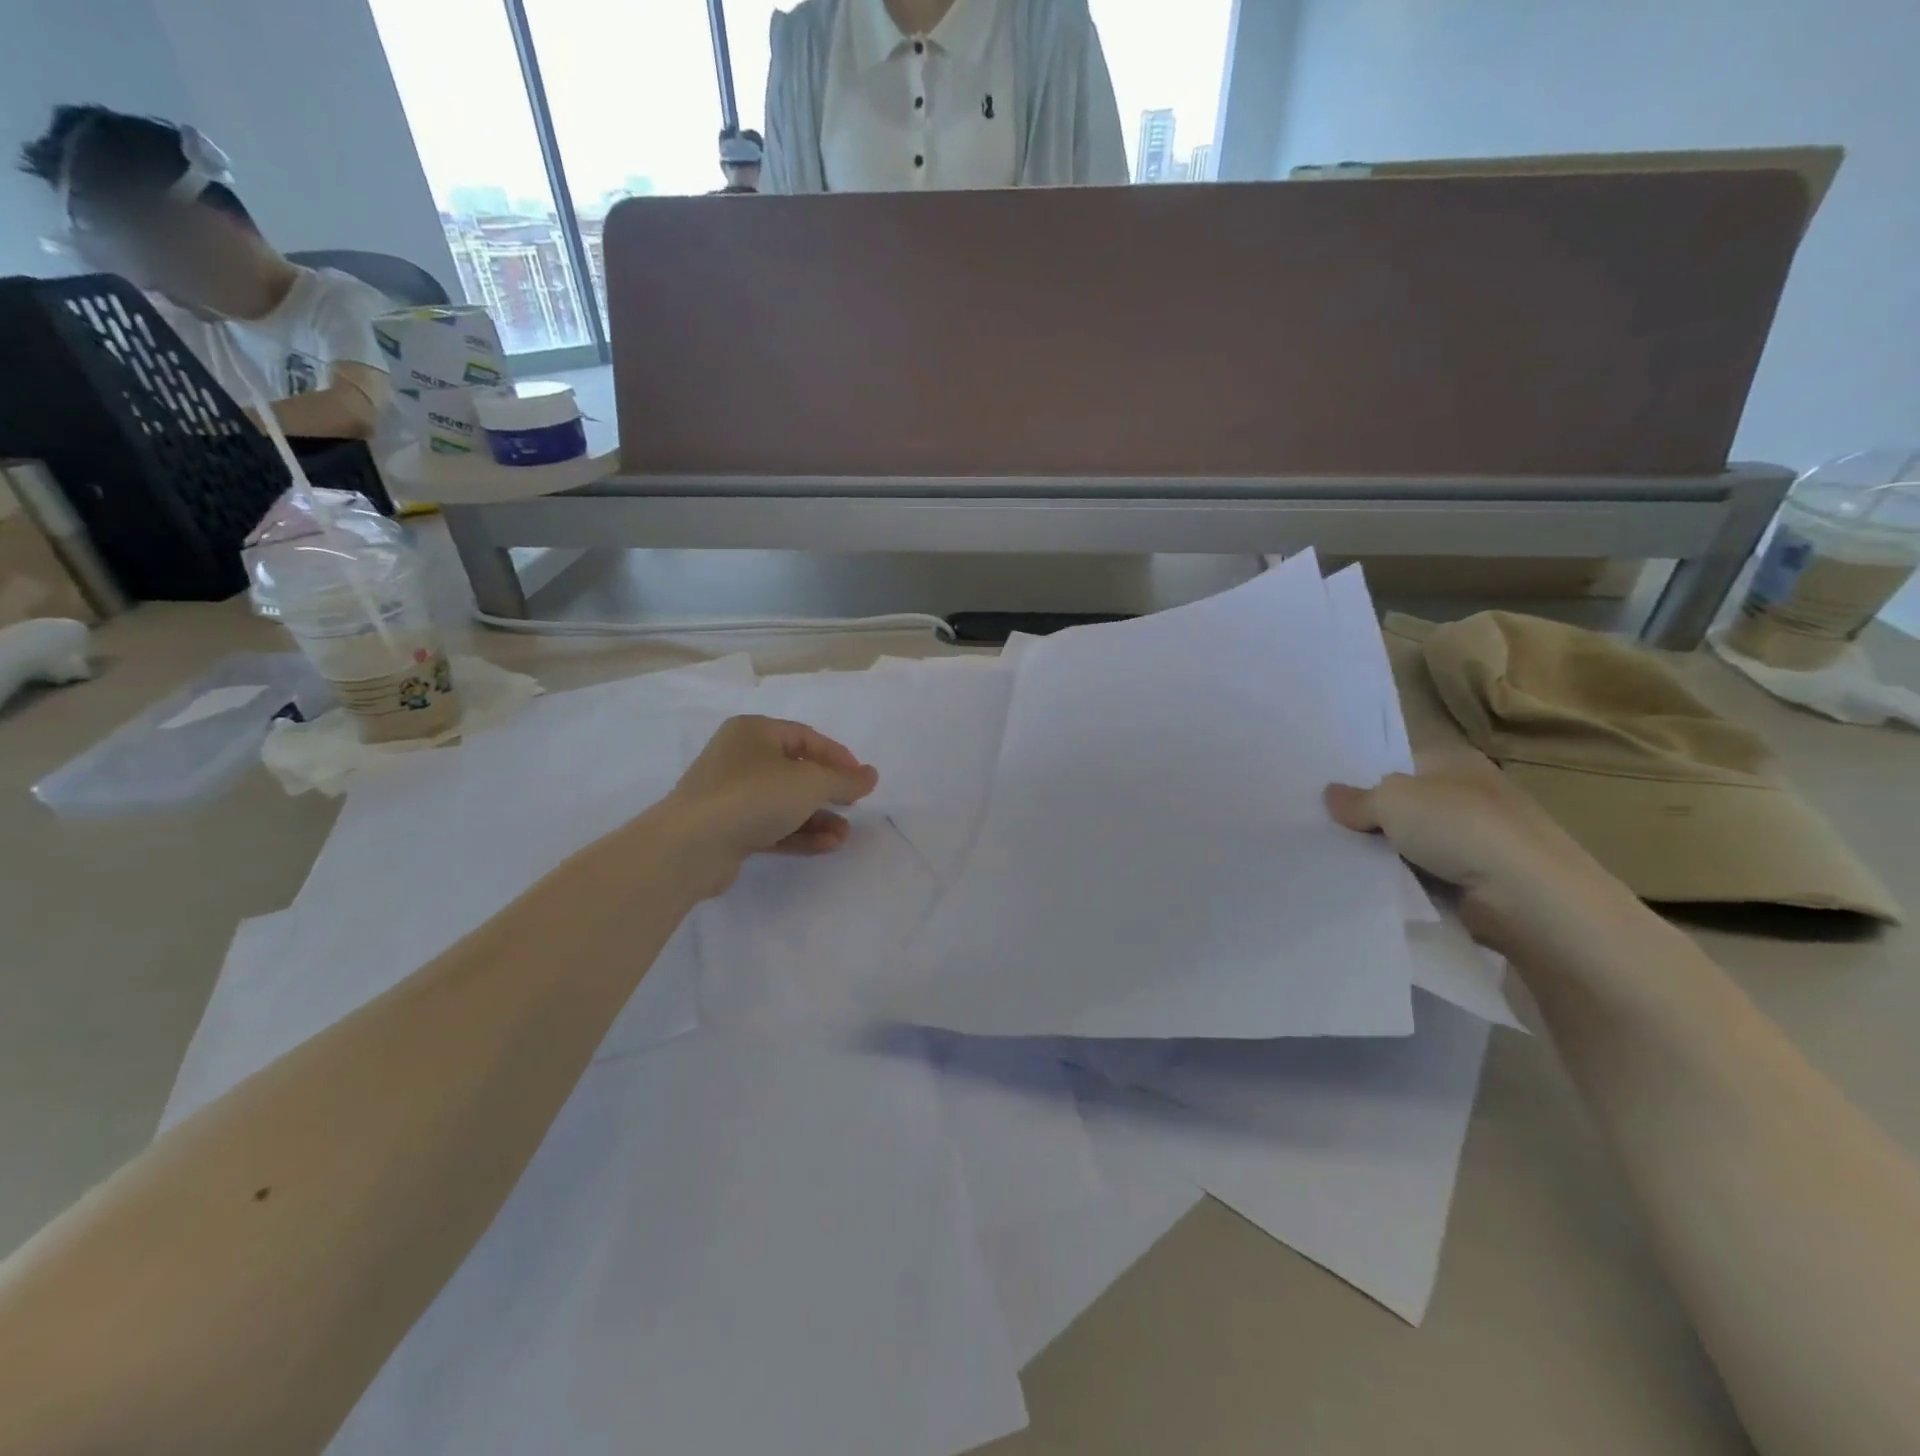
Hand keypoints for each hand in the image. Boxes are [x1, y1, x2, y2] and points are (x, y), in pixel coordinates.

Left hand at [658, 716, 878, 896]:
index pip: (805, 737)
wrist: (691, 845)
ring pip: (784, 802)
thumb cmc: (754, 796)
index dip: (838, 757)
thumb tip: (871, 776)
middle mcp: (739, 757)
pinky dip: (798, 834)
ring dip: (817, 818)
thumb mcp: (810, 783)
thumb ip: (844, 780)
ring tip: (844, 836)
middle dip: (828, 792)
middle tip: (854, 807)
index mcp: (754, 731)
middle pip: (795, 771)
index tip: (861, 779)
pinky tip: (826, 846)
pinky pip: (771, 826)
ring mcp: (730, 795)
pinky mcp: (727, 829)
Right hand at [1324, 751, 1623, 946]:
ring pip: (1411, 842)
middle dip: (1369, 816)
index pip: (1399, 760)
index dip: (1363, 774)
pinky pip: (1424, 875)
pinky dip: (1403, 880)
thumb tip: (1330, 796)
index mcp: (1455, 761)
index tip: (1323, 792)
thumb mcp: (1393, 800)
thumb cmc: (1461, 828)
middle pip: (1403, 803)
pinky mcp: (1477, 881)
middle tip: (1320, 826)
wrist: (1529, 898)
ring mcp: (1475, 840)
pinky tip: (1372, 885)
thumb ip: (1357, 798)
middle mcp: (1468, 794)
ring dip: (1384, 853)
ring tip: (1335, 858)